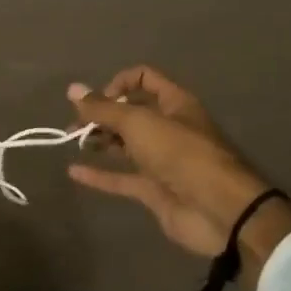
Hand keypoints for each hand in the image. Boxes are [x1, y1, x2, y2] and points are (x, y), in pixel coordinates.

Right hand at [67, 67, 290, 275]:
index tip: (96, 100)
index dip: (118, 84)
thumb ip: (103, 109)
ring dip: (100, 141)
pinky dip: (99, 175)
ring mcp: (162, 161)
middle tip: (75, 124)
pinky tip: (74, 172)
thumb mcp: (138, 123)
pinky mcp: (155, 190)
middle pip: (131, 113)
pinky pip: (122, 178)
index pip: (144, 79)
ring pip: (126, 145)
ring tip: (74, 141)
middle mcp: (169, 128)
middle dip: (102, 114)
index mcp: (175, 103)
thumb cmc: (181, 154)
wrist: (219, 211)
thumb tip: (72, 89)